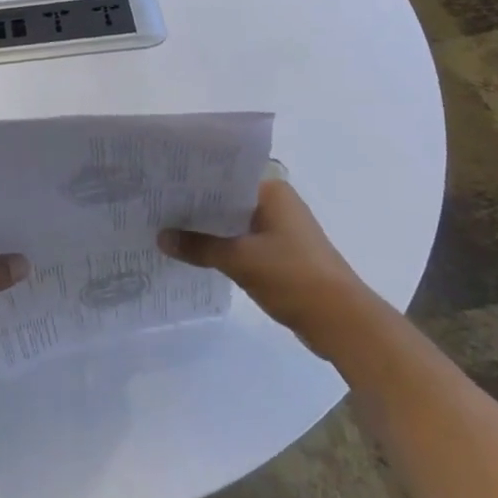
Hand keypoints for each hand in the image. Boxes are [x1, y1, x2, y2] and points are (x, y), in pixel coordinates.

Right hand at [159, 179, 376, 357]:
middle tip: (155, 205)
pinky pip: (242, 243)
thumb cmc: (294, 277)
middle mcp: (277, 204)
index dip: (192, 180)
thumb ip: (199, 246)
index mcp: (272, 192)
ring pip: (233, 223)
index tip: (161, 183)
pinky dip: (221, 247)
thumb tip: (160, 237)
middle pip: (226, 200)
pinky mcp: (281, 256)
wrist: (343, 322)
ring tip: (166, 228)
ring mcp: (280, 231)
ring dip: (207, 230)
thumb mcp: (240, 259)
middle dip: (195, 206)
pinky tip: (194, 254)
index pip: (224, 175)